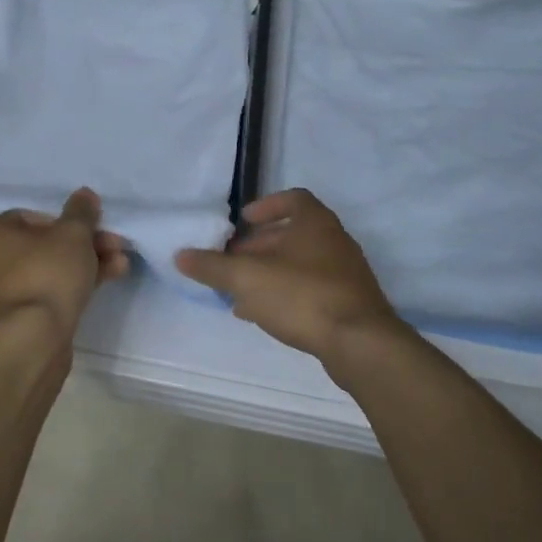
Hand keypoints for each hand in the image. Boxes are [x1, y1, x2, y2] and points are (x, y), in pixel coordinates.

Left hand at [0, 188, 128, 342]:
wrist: (30, 342)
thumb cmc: (46, 275)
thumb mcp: (73, 234)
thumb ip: (81, 212)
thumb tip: (84, 194)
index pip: (31, 217)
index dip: (68, 222)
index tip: (93, 230)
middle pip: (42, 246)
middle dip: (84, 245)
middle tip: (115, 247)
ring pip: (46, 272)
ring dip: (83, 266)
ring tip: (120, 267)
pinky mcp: (11, 323)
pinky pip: (43, 296)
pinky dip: (69, 289)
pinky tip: (102, 287)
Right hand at [175, 189, 403, 365]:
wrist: (360, 343)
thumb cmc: (302, 296)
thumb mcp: (247, 278)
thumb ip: (213, 266)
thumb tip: (181, 255)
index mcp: (315, 222)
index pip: (293, 199)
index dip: (266, 206)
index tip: (242, 220)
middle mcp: (334, 241)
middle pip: (293, 234)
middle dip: (259, 245)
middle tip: (231, 260)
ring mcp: (345, 273)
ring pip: (299, 264)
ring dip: (269, 273)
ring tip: (239, 292)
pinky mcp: (348, 303)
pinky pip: (310, 290)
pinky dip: (285, 294)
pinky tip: (262, 314)